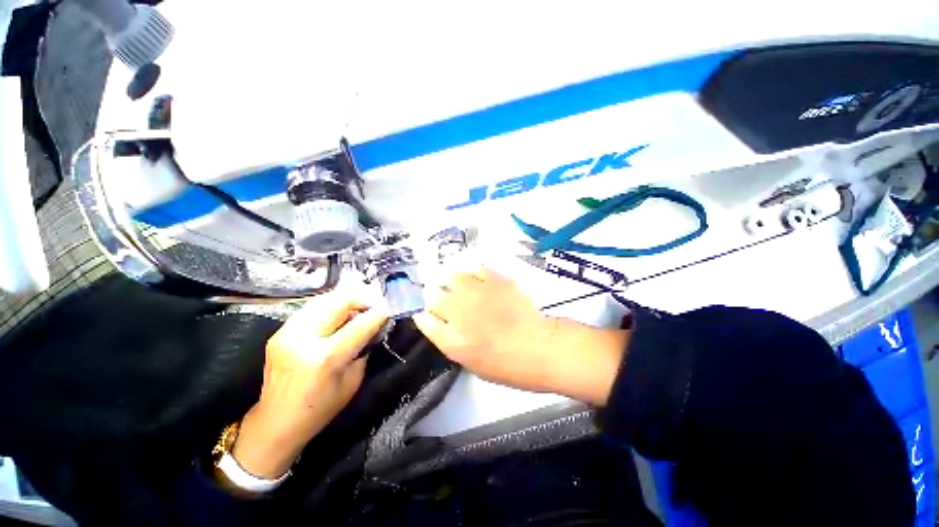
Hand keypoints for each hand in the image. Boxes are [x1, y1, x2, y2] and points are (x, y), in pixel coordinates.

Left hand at [232, 294, 388, 478]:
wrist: (275, 423)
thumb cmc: (319, 409)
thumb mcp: (352, 381)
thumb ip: (364, 349)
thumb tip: (375, 326)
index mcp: (324, 358)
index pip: (359, 325)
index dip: (379, 314)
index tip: (390, 309)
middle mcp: (303, 339)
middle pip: (339, 302)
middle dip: (363, 299)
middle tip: (376, 305)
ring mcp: (286, 333)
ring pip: (324, 300)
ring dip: (346, 300)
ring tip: (360, 307)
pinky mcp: (279, 332)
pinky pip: (311, 308)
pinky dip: (330, 306)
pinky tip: (340, 314)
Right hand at [413, 267, 628, 405]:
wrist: (540, 348)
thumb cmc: (507, 365)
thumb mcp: (471, 363)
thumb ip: (449, 341)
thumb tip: (435, 322)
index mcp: (452, 340)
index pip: (424, 319)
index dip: (426, 316)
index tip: (431, 315)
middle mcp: (459, 313)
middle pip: (432, 294)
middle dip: (434, 296)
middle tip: (443, 299)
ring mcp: (478, 293)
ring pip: (451, 276)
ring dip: (450, 281)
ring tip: (457, 286)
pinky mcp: (495, 281)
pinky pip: (475, 269)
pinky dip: (472, 273)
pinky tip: (477, 279)